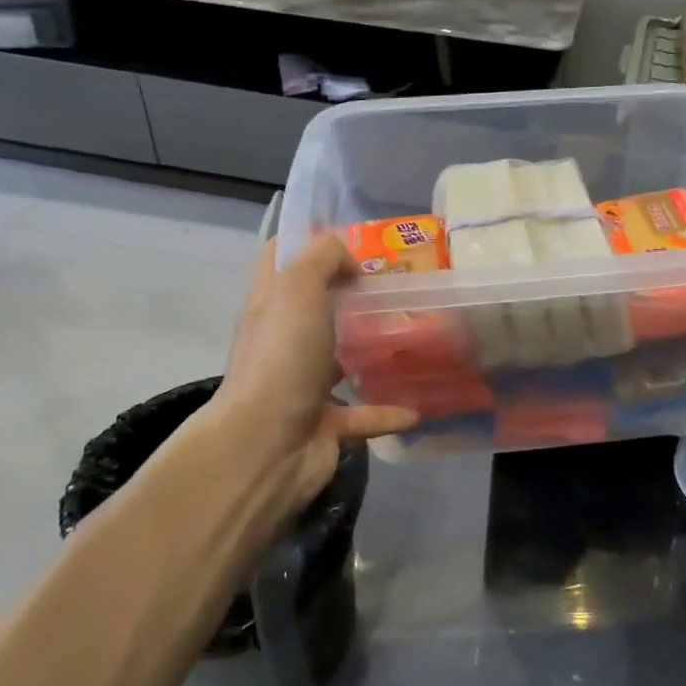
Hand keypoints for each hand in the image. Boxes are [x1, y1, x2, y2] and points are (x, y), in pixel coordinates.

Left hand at [183, 237, 416, 545]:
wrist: (266, 446)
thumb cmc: (282, 358)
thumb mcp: (298, 288)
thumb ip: (323, 258)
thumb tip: (350, 262)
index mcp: (271, 306)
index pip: (280, 260)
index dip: (310, 241)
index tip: (356, 239)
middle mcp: (284, 343)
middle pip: (316, 309)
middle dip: (353, 296)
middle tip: (399, 286)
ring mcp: (302, 386)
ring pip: (341, 361)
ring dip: (372, 353)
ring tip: (414, 338)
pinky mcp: (325, 425)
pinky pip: (364, 415)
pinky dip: (389, 411)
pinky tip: (418, 407)